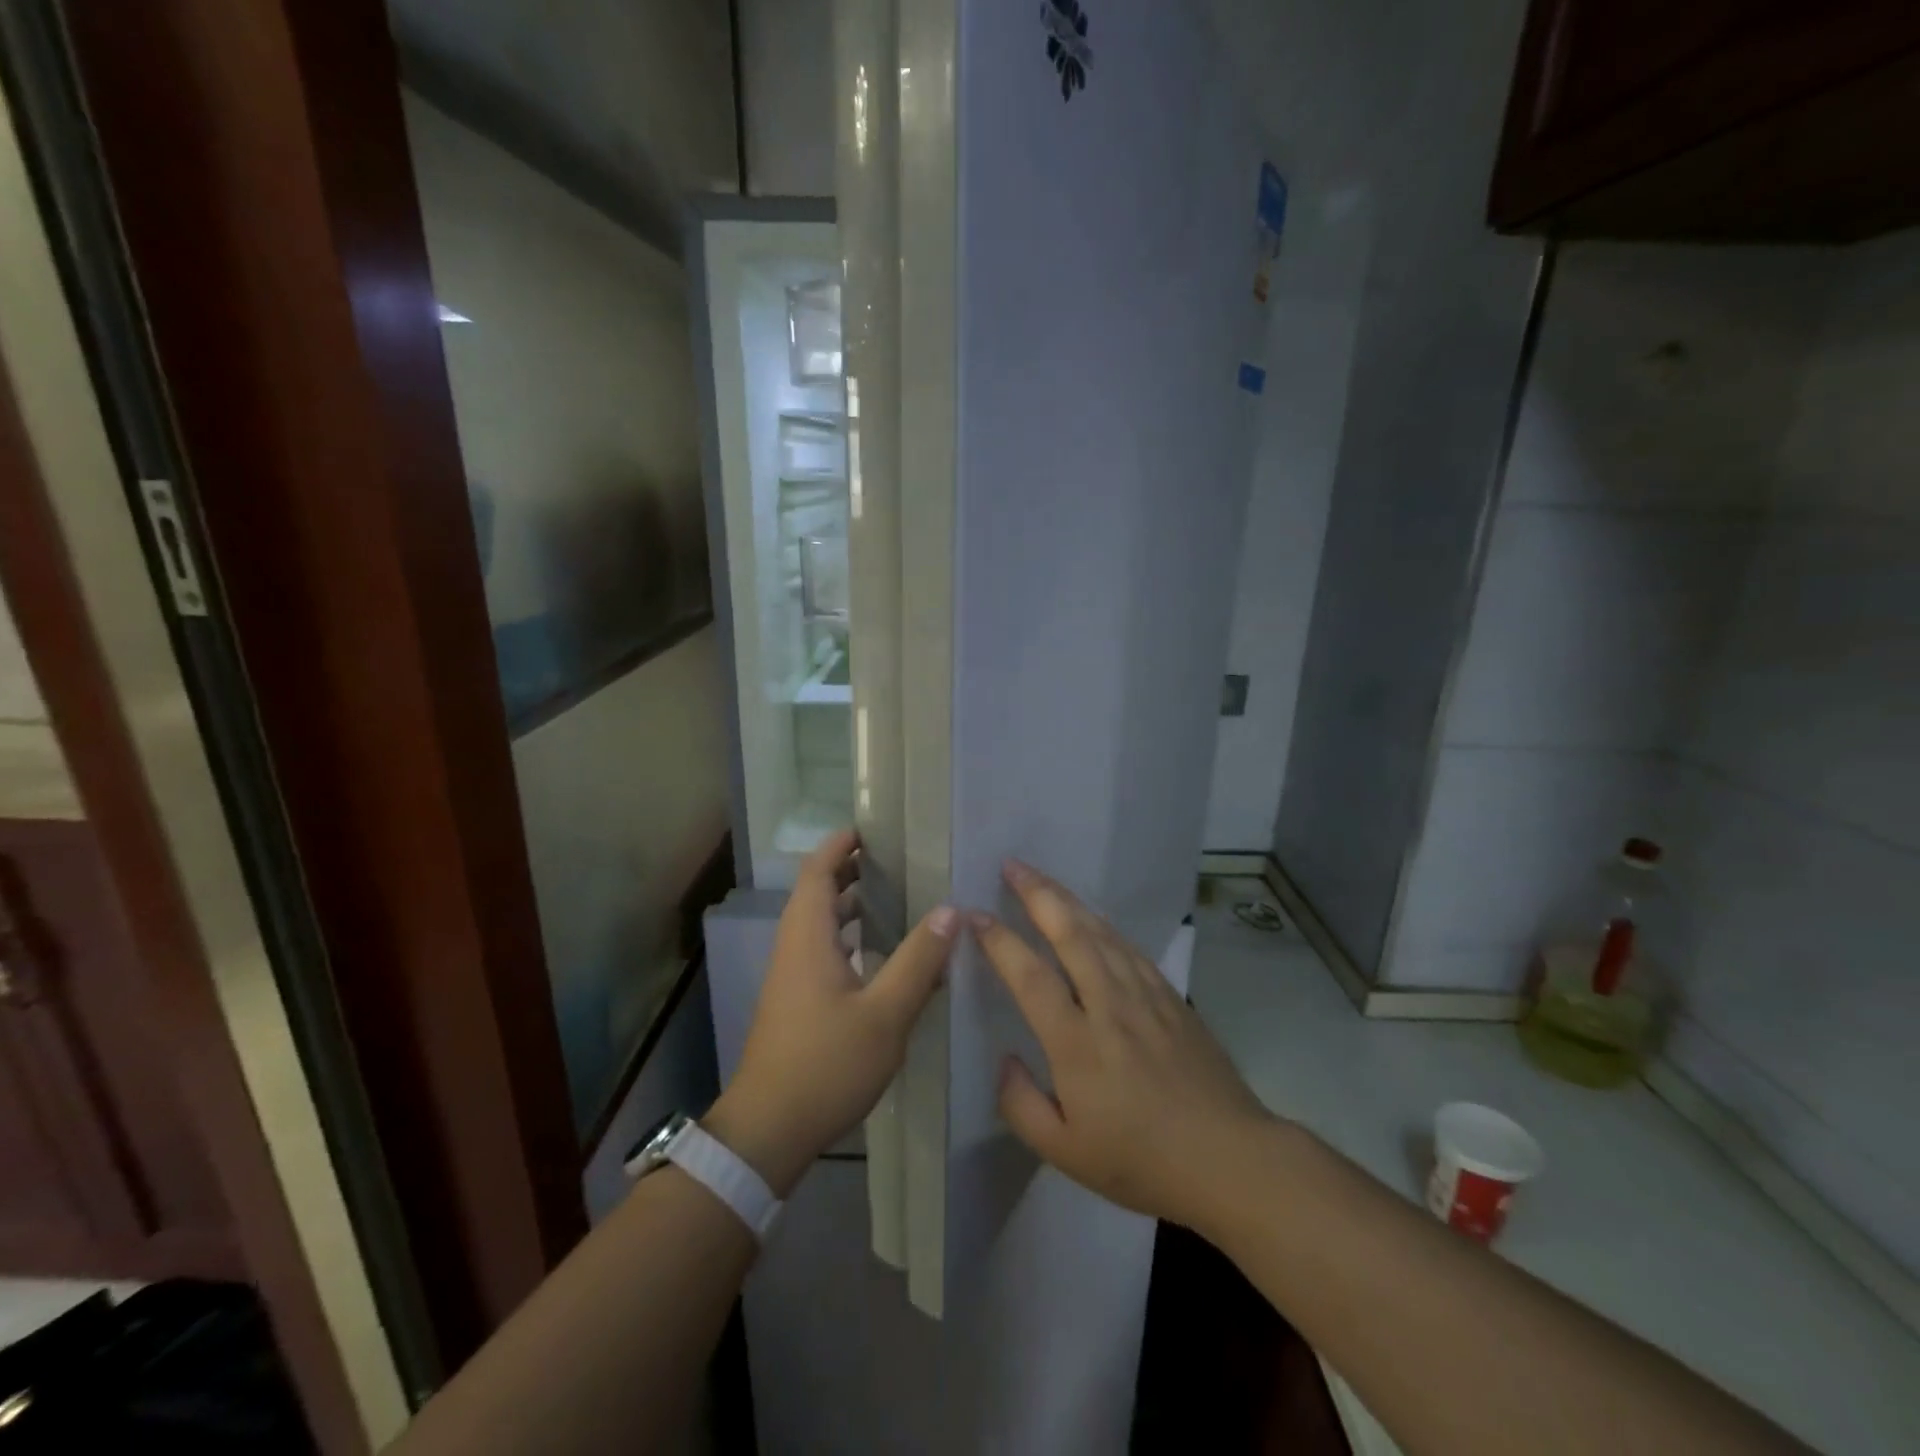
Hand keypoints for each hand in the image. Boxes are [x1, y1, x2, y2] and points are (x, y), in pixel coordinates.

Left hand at [708, 830, 955, 1195]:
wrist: (769, 1130)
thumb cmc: (826, 1064)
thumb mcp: (885, 1014)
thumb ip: (918, 961)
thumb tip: (950, 910)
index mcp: (808, 938)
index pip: (817, 872)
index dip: (839, 846)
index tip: (870, 830)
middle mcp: (794, 948)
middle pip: (816, 893)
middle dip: (850, 871)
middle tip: (894, 861)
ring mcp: (791, 977)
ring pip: (818, 924)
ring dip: (849, 905)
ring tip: (894, 898)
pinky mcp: (795, 1002)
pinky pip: (821, 950)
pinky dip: (847, 936)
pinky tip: (879, 956)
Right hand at [973, 861, 1275, 1229]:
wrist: (1229, 1158)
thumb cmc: (1141, 1161)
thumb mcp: (1066, 1153)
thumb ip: (1021, 1105)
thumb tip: (1005, 1059)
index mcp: (1077, 1044)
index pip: (1031, 976)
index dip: (1000, 941)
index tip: (976, 915)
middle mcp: (1109, 1005)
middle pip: (1070, 933)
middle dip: (1037, 893)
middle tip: (1011, 864)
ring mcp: (1144, 995)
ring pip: (1100, 931)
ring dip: (1067, 899)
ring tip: (1041, 878)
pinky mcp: (1170, 995)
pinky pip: (1128, 947)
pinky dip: (1102, 923)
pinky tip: (1091, 916)